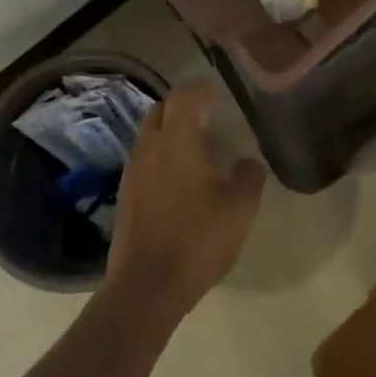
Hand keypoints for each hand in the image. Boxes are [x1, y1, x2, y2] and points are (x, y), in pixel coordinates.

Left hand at [105, 83, 266, 316]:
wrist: (146, 288)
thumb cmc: (197, 239)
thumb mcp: (240, 209)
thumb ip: (249, 176)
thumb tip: (248, 162)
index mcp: (178, 139)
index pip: (185, 95)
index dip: (202, 88)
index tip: (219, 93)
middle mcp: (151, 147)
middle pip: (162, 110)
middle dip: (182, 107)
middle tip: (207, 117)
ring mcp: (133, 171)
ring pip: (150, 135)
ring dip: (169, 132)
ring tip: (194, 148)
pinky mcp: (125, 196)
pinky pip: (144, 161)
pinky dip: (160, 158)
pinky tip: (177, 181)